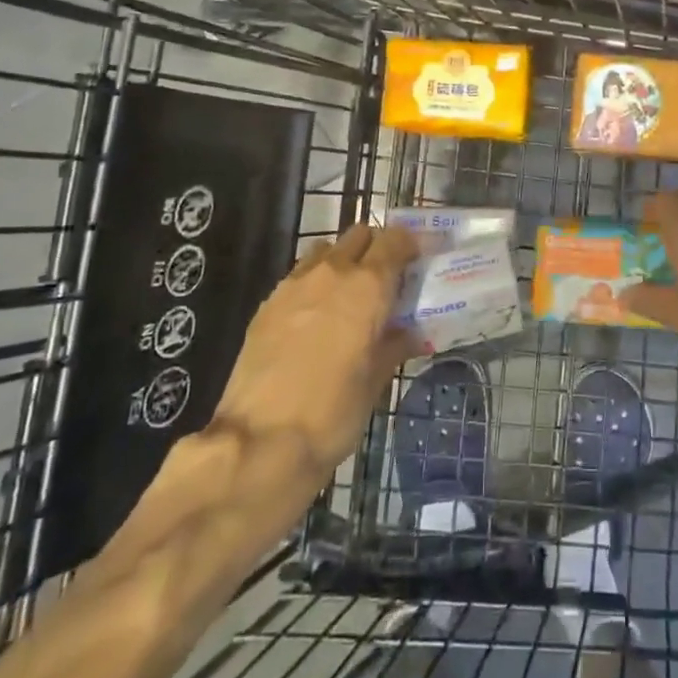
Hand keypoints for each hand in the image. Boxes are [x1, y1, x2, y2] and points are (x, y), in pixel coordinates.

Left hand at [206, 223, 423, 482]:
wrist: (260, 442)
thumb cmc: (333, 412)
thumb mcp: (376, 381)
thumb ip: (395, 345)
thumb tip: (411, 334)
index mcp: (368, 286)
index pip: (395, 240)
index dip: (409, 246)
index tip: (416, 264)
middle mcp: (332, 272)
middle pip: (360, 234)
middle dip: (376, 248)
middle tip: (386, 279)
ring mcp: (295, 284)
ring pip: (327, 250)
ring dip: (343, 261)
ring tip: (349, 296)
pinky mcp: (267, 303)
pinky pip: (299, 276)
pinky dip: (315, 284)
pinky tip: (316, 319)